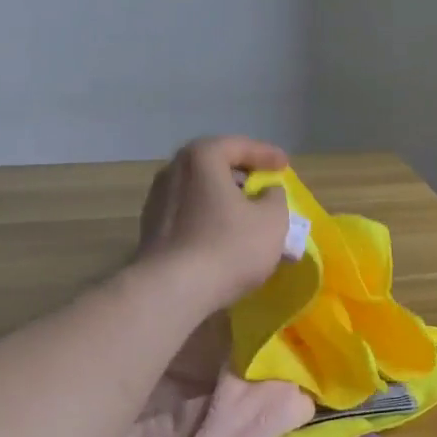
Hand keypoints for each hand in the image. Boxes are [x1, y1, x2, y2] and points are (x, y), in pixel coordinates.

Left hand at [138, 135, 291, 306]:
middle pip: (214, 167)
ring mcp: (157, 201)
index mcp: (201, 158)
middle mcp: (173, 171)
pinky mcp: (151, 231)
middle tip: (264, 187)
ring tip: (247, 217)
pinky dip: (209, 219)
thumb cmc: (229, 246)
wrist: (173, 290)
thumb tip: (266, 193)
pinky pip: (189, 215)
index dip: (266, 154)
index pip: (238, 146)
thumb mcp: (272, 220)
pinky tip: (224, 238)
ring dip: (224, 201)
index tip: (285, 165)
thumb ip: (275, 198)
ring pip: (200, 193)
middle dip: (242, 177)